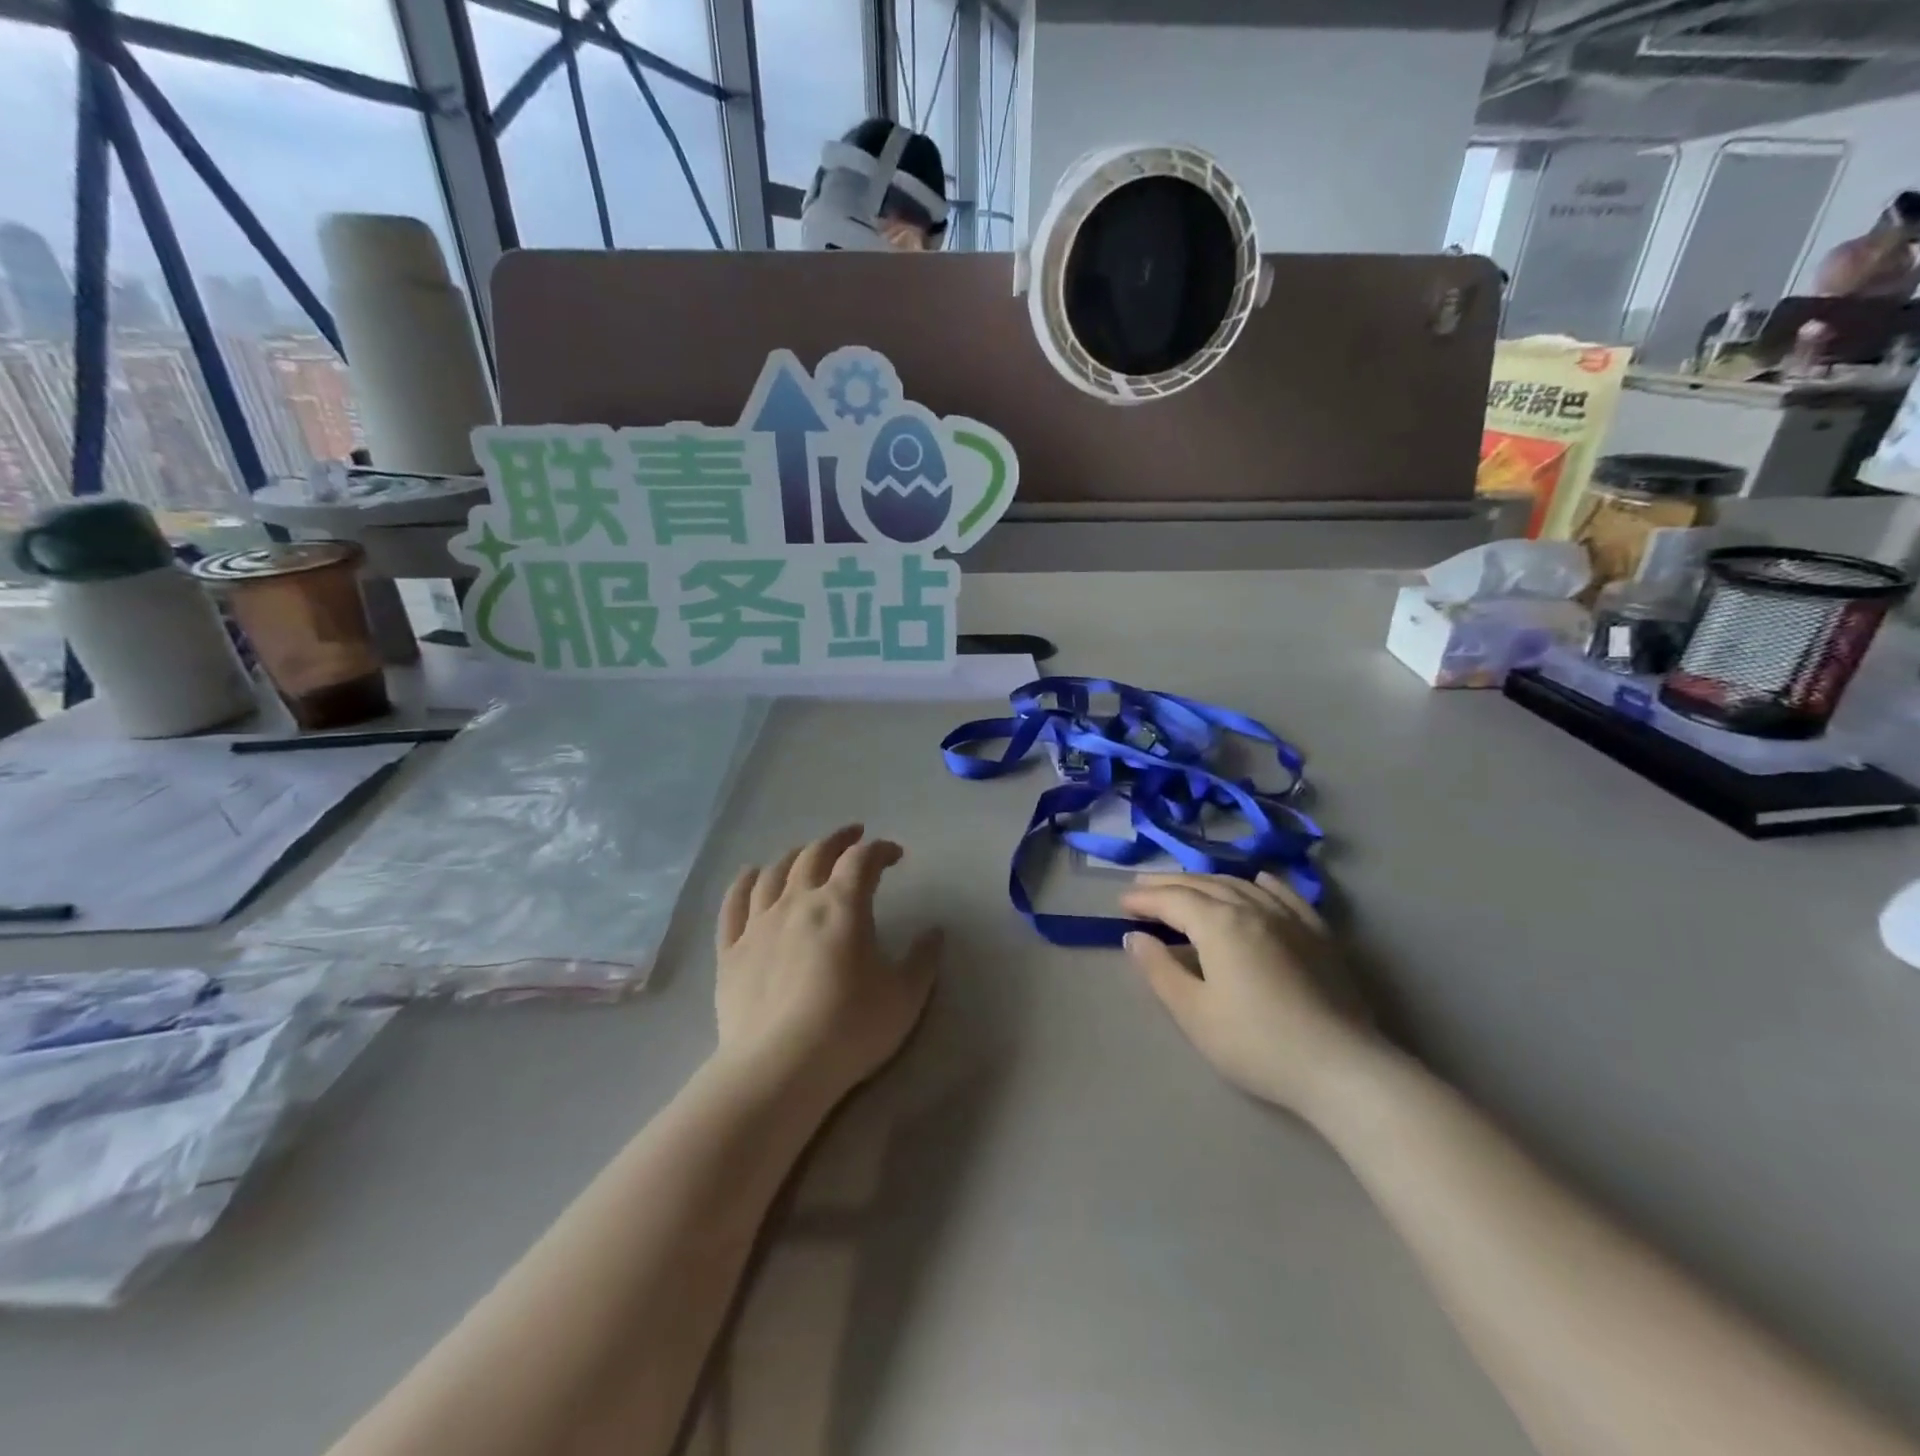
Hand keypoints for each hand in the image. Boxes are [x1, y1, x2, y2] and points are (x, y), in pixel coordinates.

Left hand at [714, 826, 940, 1108]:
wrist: (779, 1068)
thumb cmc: (850, 1027)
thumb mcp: (905, 996)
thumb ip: (923, 959)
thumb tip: (935, 932)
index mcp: (842, 905)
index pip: (862, 860)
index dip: (881, 850)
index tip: (895, 855)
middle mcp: (797, 902)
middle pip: (816, 854)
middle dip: (838, 840)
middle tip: (853, 837)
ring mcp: (759, 924)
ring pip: (774, 872)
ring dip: (795, 856)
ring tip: (806, 855)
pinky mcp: (731, 951)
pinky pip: (734, 904)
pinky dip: (744, 882)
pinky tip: (750, 875)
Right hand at [1120, 873, 1376, 1115]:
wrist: (1342, 1069)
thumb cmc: (1256, 1044)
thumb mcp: (1194, 1013)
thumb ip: (1160, 970)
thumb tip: (1135, 937)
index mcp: (1219, 923)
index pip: (1172, 900)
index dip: (1144, 899)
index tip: (1120, 904)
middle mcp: (1253, 908)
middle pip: (1203, 885)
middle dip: (1169, 884)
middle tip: (1141, 888)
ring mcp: (1290, 918)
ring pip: (1240, 885)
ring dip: (1207, 881)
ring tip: (1186, 886)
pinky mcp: (1318, 935)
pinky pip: (1285, 895)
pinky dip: (1262, 884)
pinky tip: (1257, 881)